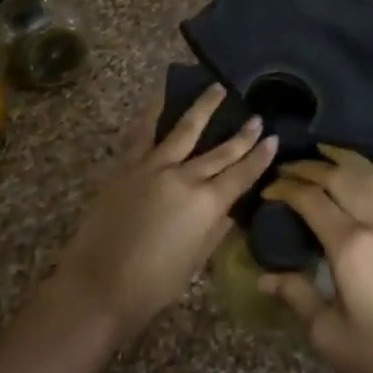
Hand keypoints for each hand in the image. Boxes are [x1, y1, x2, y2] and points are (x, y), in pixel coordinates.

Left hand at [50, 87, 277, 344]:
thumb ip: (215, 229)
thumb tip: (227, 209)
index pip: (242, 174)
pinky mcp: (126, 165)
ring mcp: (153, 166)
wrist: (99, 284)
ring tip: (217, 87)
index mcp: (207, 204)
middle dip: (242, 134)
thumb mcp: (196, 260)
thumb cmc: (153, 284)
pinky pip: (143, 131)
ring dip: (203, 107)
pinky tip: (162, 94)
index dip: (260, 156)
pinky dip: (154, 110)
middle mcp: (184, 177)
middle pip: (220, 151)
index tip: (273, 138)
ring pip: (184, 129)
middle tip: (257, 116)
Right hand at [260, 147, 372, 372]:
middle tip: (287, 168)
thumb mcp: (331, 336)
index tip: (268, 190)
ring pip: (371, 173)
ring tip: (322, 151)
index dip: (286, 189)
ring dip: (343, 158)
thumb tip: (265, 276)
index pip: (311, 200)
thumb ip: (297, 297)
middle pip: (339, 177)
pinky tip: (365, 170)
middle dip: (308, 167)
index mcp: (352, 247)